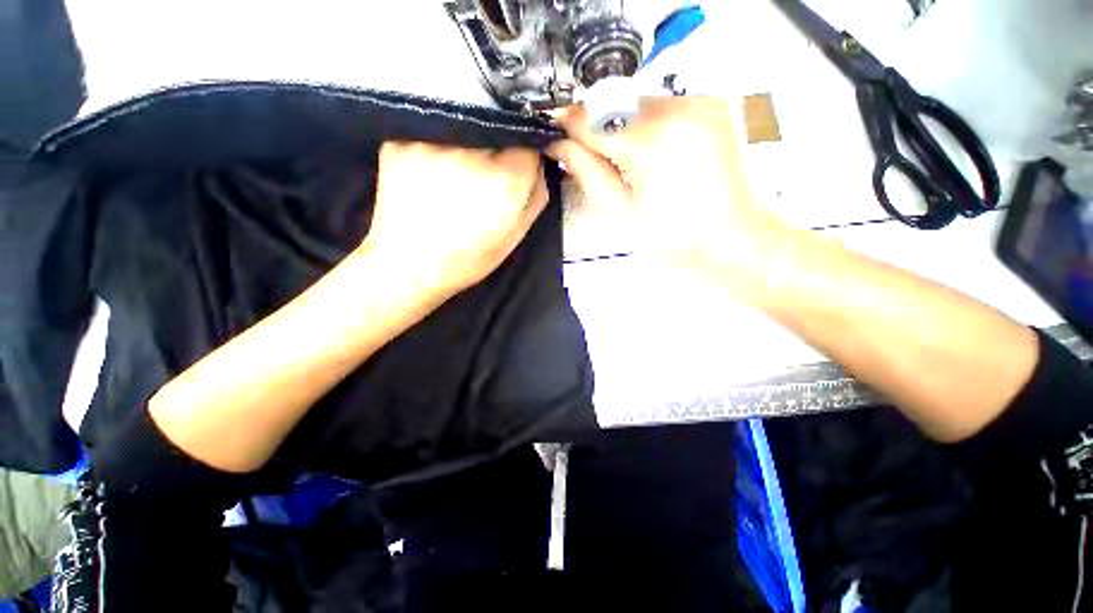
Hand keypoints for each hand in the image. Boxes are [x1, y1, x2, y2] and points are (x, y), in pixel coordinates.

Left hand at [360, 142, 547, 299]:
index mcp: (505, 180)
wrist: (409, 266)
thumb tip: (538, 161)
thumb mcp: (516, 234)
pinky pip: (431, 133)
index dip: (523, 154)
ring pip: (463, 128)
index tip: (515, 167)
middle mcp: (470, 153)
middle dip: (496, 149)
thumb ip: (535, 194)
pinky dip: (437, 149)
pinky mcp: (401, 141)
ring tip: (455, 176)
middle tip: (482, 176)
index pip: (527, 141)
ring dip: (466, 146)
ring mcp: (432, 142)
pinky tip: (431, 174)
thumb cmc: (469, 258)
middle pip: (496, 130)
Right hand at [549, 97, 795, 296]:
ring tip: (627, 164)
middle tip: (594, 161)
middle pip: (614, 105)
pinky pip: (662, 105)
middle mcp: (679, 108)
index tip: (556, 140)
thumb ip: (588, 173)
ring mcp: (700, 102)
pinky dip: (647, 125)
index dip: (567, 127)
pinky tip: (652, 155)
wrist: (737, 240)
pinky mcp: (713, 105)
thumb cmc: (676, 240)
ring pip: (636, 103)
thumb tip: (559, 144)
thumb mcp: (622, 215)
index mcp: (652, 142)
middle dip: (596, 129)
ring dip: (621, 127)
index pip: (590, 118)